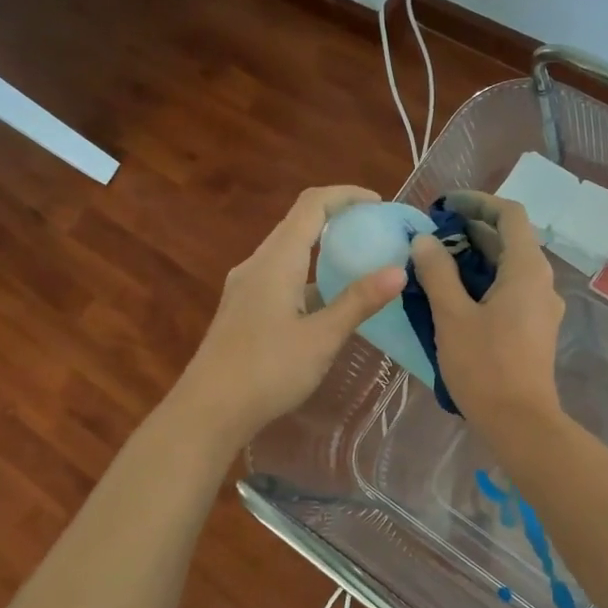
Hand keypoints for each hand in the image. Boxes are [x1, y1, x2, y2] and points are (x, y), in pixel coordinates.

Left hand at [175, 186, 404, 447]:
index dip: (346, 195)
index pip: (312, 205)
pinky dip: (310, 273)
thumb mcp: (321, 338)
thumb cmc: (267, 371)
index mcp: (276, 261)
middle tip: (377, 232)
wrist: (209, 412)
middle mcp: (257, 264)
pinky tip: (330, 301)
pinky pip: (282, 274)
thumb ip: (359, 302)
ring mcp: (247, 287)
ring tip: (361, 262)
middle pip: (299, 223)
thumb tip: (399, 271)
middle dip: (339, 218)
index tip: (380, 204)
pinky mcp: (244, 308)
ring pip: (289, 251)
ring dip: (324, 247)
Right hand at [411, 192, 565, 431]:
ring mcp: (541, 306)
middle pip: (510, 239)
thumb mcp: (452, 316)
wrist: (520, 423)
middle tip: (431, 235)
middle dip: (471, 230)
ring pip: (509, 267)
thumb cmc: (485, 366)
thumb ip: (438, 273)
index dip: (477, 202)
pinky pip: (511, 290)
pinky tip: (454, 296)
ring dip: (475, 257)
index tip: (445, 206)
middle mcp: (541, 281)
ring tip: (436, 262)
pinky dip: (484, 282)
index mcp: (527, 269)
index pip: (509, 214)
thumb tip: (425, 241)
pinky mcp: (535, 328)